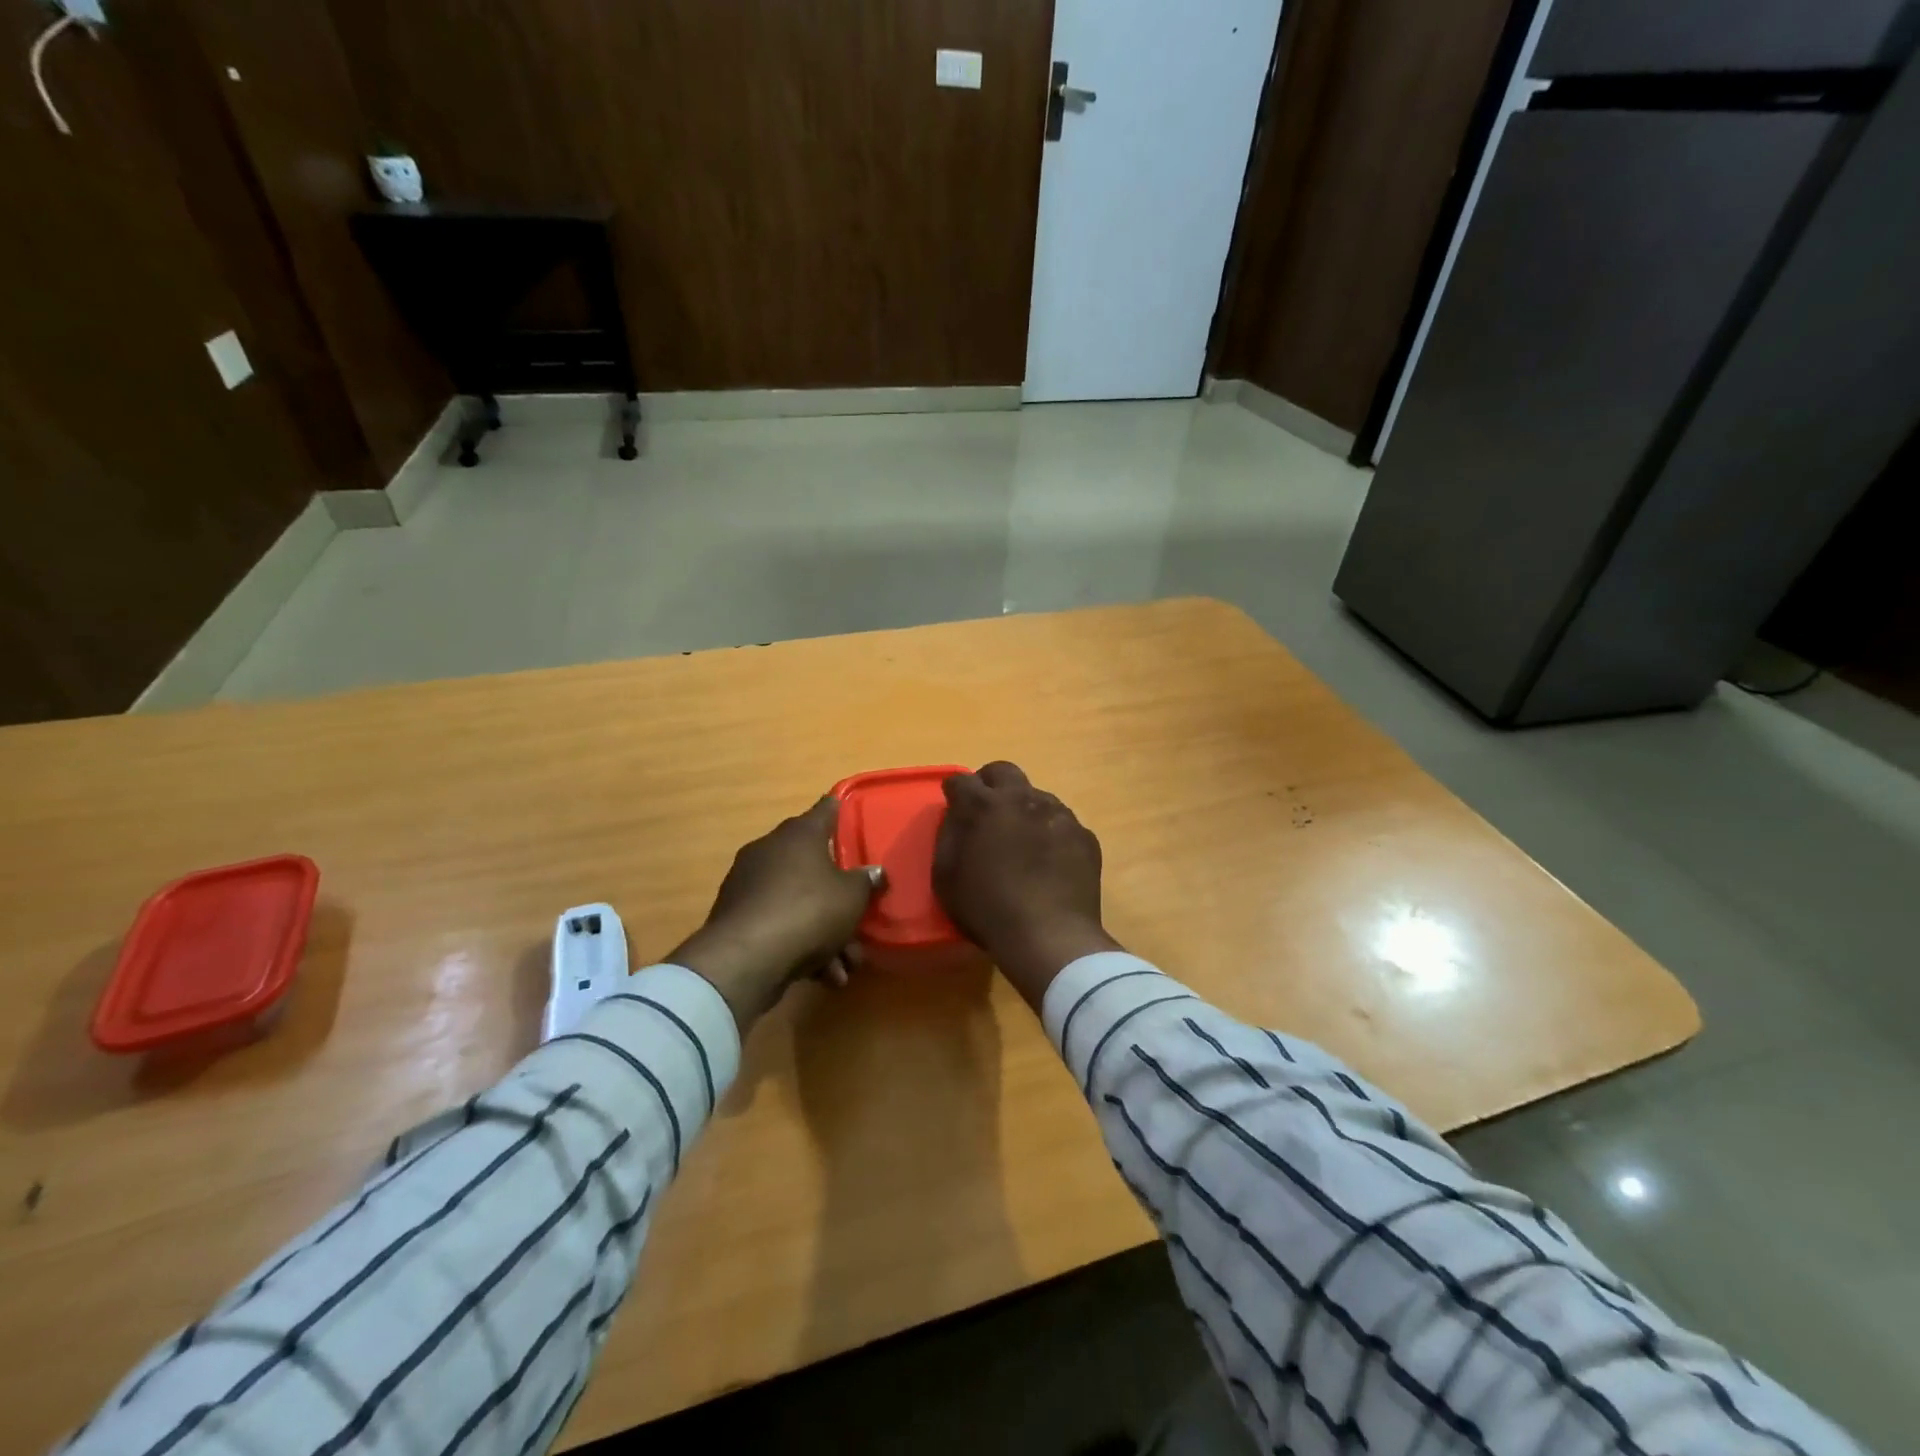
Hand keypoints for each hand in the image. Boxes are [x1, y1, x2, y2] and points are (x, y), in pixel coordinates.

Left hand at [669, 797, 883, 1034]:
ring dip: (826, 934)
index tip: (851, 811)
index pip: (826, 809)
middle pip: (815, 866)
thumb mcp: (852, 897)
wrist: (746, 958)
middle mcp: (771, 850)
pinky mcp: (738, 918)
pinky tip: (822, 976)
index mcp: (799, 834)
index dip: (841, 810)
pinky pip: (780, 924)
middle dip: (840, 899)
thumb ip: (866, 881)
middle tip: (859, 922)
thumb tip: (875, 872)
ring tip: (844, 967)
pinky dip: (801, 946)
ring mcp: (749, 884)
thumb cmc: (808, 910)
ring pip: (799, 902)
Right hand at [934, 762, 1120, 1008]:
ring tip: (1021, 841)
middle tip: (986, 809)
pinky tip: (1049, 862)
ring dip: (1023, 809)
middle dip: (990, 783)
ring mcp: (1059, 814)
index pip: (962, 780)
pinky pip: (1062, 823)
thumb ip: (949, 836)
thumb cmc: (988, 909)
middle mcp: (1023, 798)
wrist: (1050, 936)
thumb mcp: (946, 877)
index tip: (953, 803)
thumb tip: (957, 816)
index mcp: (984, 806)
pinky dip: (1051, 834)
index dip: (954, 791)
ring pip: (1037, 796)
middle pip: (1003, 771)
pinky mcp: (1084, 835)